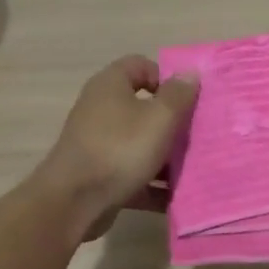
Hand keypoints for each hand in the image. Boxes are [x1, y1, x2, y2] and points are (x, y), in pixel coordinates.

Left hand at [31, 56, 198, 241]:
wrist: (73, 202)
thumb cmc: (120, 150)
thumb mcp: (159, 119)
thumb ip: (178, 95)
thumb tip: (190, 72)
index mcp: (110, 86)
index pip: (140, 65)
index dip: (166, 77)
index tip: (186, 100)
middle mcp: (100, 109)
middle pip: (142, 106)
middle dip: (170, 122)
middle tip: (195, 135)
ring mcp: (97, 144)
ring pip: (138, 143)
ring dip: (164, 157)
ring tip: (192, 169)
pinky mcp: (98, 175)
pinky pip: (132, 173)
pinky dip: (151, 184)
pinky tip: (174, 198)